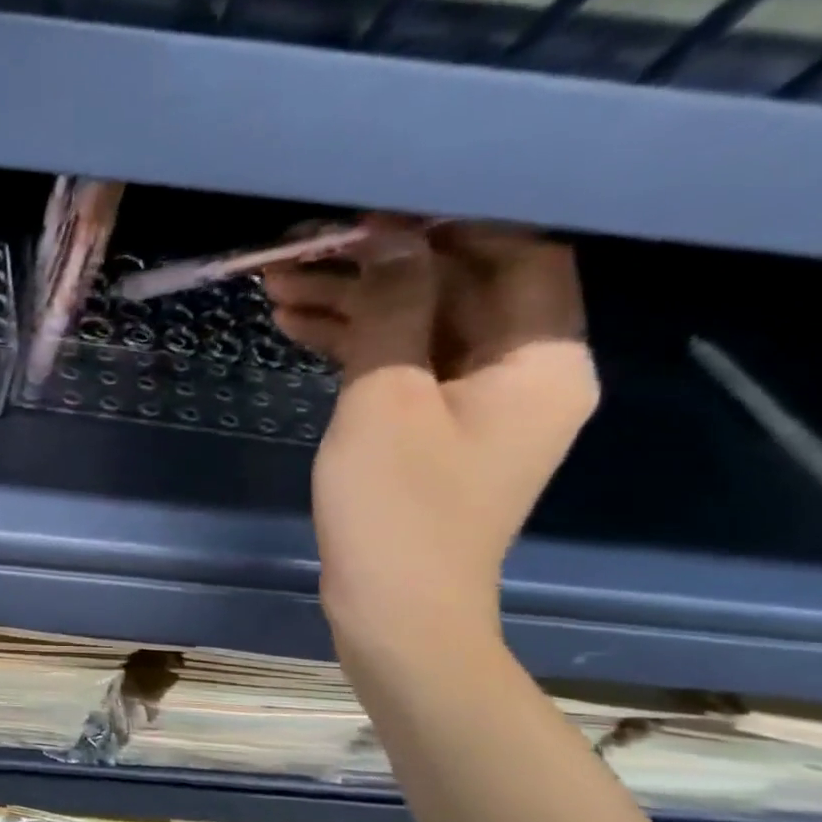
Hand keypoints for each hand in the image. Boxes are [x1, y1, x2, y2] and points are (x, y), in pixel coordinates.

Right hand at [264, 218, 597, 647]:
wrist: (393, 609)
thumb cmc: (396, 507)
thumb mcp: (385, 399)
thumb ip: (391, 308)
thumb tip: (388, 236)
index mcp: (541, 359)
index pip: (515, 254)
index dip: (448, 224)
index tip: (373, 212)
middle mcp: (522, 374)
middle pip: (457, 291)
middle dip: (379, 268)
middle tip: (304, 250)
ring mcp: (476, 406)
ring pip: (419, 330)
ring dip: (355, 306)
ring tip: (280, 287)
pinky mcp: (433, 433)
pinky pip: (401, 370)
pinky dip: (355, 347)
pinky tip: (298, 328)